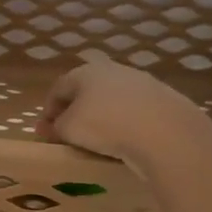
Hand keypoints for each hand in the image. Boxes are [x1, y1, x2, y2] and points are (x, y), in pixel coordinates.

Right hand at [36, 57, 211, 170]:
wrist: (166, 132)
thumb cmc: (105, 125)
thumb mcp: (69, 129)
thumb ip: (55, 128)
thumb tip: (45, 128)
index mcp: (85, 71)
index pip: (58, 88)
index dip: (48, 111)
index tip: (45, 133)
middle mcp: (113, 70)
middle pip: (86, 91)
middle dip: (76, 112)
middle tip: (70, 136)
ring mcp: (142, 83)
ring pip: (113, 100)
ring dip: (102, 117)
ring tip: (99, 141)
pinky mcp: (164, 99)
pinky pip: (136, 112)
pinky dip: (126, 124)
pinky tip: (127, 141)